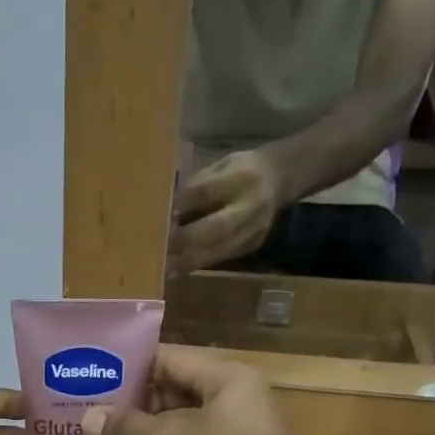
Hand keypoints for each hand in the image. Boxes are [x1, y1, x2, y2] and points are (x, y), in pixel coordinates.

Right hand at [81, 349, 312, 434]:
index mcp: (225, 380)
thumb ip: (126, 427)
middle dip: (127, 407)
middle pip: (169, 395)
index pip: (168, 360)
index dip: (129, 367)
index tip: (92, 374)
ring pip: (173, 430)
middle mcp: (230, 403)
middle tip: (84, 411)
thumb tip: (89, 418)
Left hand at [168, 149, 288, 271]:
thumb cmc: (238, 170)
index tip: (156, 216)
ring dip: (188, 259)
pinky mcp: (252, 246)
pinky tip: (177, 268)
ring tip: (163, 266)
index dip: (180, 205)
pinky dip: (197, 264)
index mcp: (242, 175)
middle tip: (158, 248)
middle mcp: (251, 204)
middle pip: (216, 227)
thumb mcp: (219, 166)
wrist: (279, 179)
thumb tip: (165, 210)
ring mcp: (255, 228)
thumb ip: (196, 186)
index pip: (206, 191)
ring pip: (219, 249)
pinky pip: (222, 258)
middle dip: (184, 240)